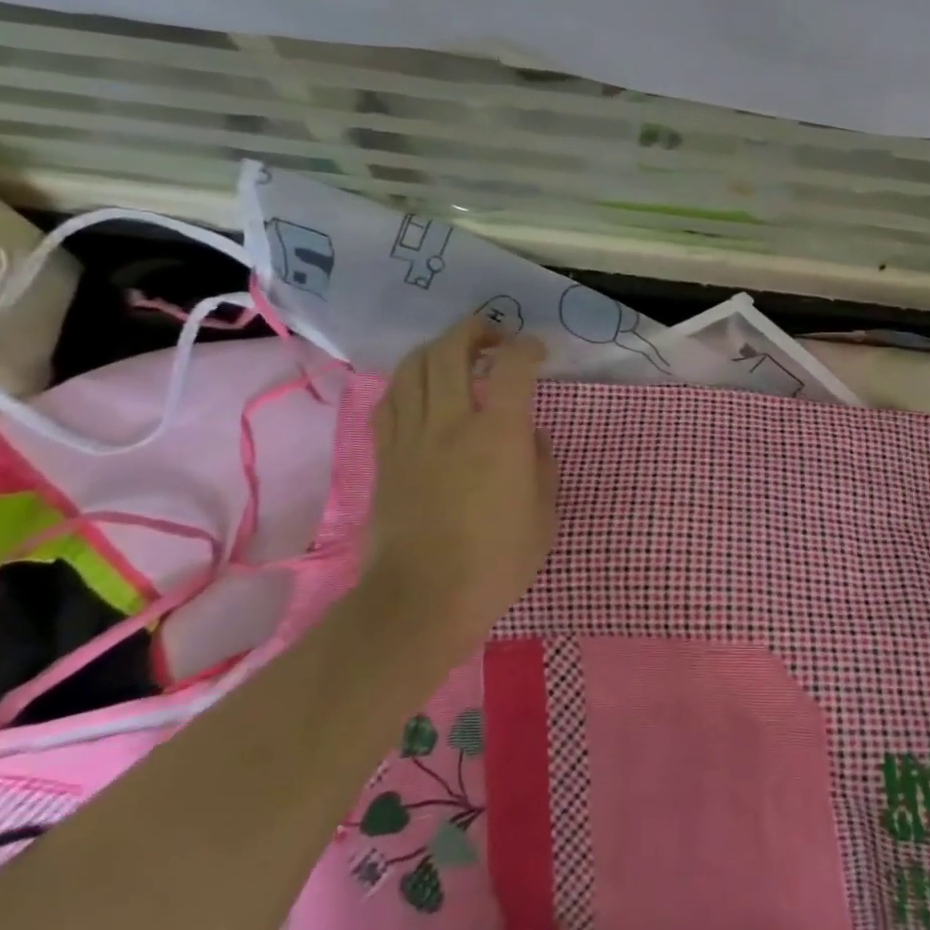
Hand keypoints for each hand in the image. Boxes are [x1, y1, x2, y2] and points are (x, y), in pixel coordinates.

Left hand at [363, 319, 557, 650]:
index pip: (512, 367)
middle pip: (452, 350)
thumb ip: (541, 466)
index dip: (527, 348)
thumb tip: (529, 438)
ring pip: (414, 367)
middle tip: (493, 336)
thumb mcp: (543, 516)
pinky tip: (419, 387)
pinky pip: (390, 401)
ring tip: (455, 353)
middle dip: (474, 330)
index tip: (536, 352)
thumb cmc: (495, 562)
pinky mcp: (386, 455)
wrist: (421, 599)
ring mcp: (412, 436)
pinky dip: (407, 381)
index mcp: (499, 433)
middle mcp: (452, 421)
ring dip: (438, 348)